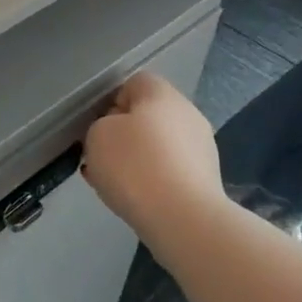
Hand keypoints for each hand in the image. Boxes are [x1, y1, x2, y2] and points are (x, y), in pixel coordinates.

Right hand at [83, 72, 225, 246]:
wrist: (182, 218)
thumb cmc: (134, 166)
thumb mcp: (97, 135)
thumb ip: (101, 126)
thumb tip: (116, 133)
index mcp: (162, 94)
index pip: (133, 83)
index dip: (110, 103)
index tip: (96, 128)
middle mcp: (187, 114)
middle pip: (147, 115)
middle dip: (123, 135)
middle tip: (101, 158)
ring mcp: (201, 147)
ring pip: (158, 145)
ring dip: (136, 159)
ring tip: (114, 183)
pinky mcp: (205, 179)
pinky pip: (169, 171)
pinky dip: (152, 180)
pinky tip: (135, 198)